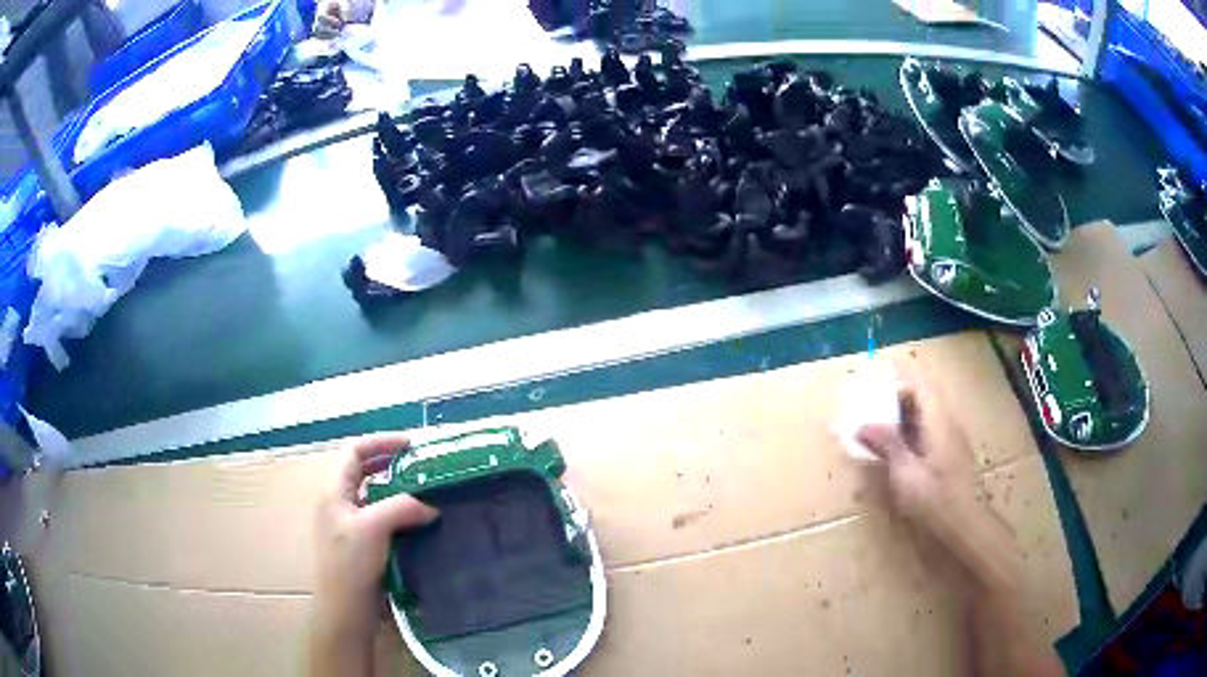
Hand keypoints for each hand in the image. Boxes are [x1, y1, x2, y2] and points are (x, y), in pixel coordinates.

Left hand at [311, 435, 437, 658]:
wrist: (345, 608)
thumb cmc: (351, 564)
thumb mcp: (373, 528)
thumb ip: (402, 508)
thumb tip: (430, 506)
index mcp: (334, 491)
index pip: (353, 451)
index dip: (380, 442)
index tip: (411, 444)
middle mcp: (338, 503)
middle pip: (362, 470)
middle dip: (389, 463)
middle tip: (420, 465)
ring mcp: (348, 525)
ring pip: (372, 495)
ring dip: (396, 489)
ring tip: (424, 491)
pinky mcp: (360, 545)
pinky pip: (379, 518)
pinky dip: (397, 513)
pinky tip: (417, 523)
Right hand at [855, 373, 976, 528]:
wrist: (965, 524)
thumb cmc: (935, 500)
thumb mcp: (905, 474)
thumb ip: (887, 445)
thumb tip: (863, 424)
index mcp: (938, 421)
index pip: (921, 385)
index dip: (898, 381)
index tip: (874, 388)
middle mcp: (948, 424)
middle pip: (924, 398)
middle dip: (897, 399)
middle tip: (870, 409)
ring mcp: (952, 440)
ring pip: (927, 416)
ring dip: (903, 418)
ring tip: (879, 430)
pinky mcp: (951, 456)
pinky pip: (930, 432)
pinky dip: (911, 433)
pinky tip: (899, 453)